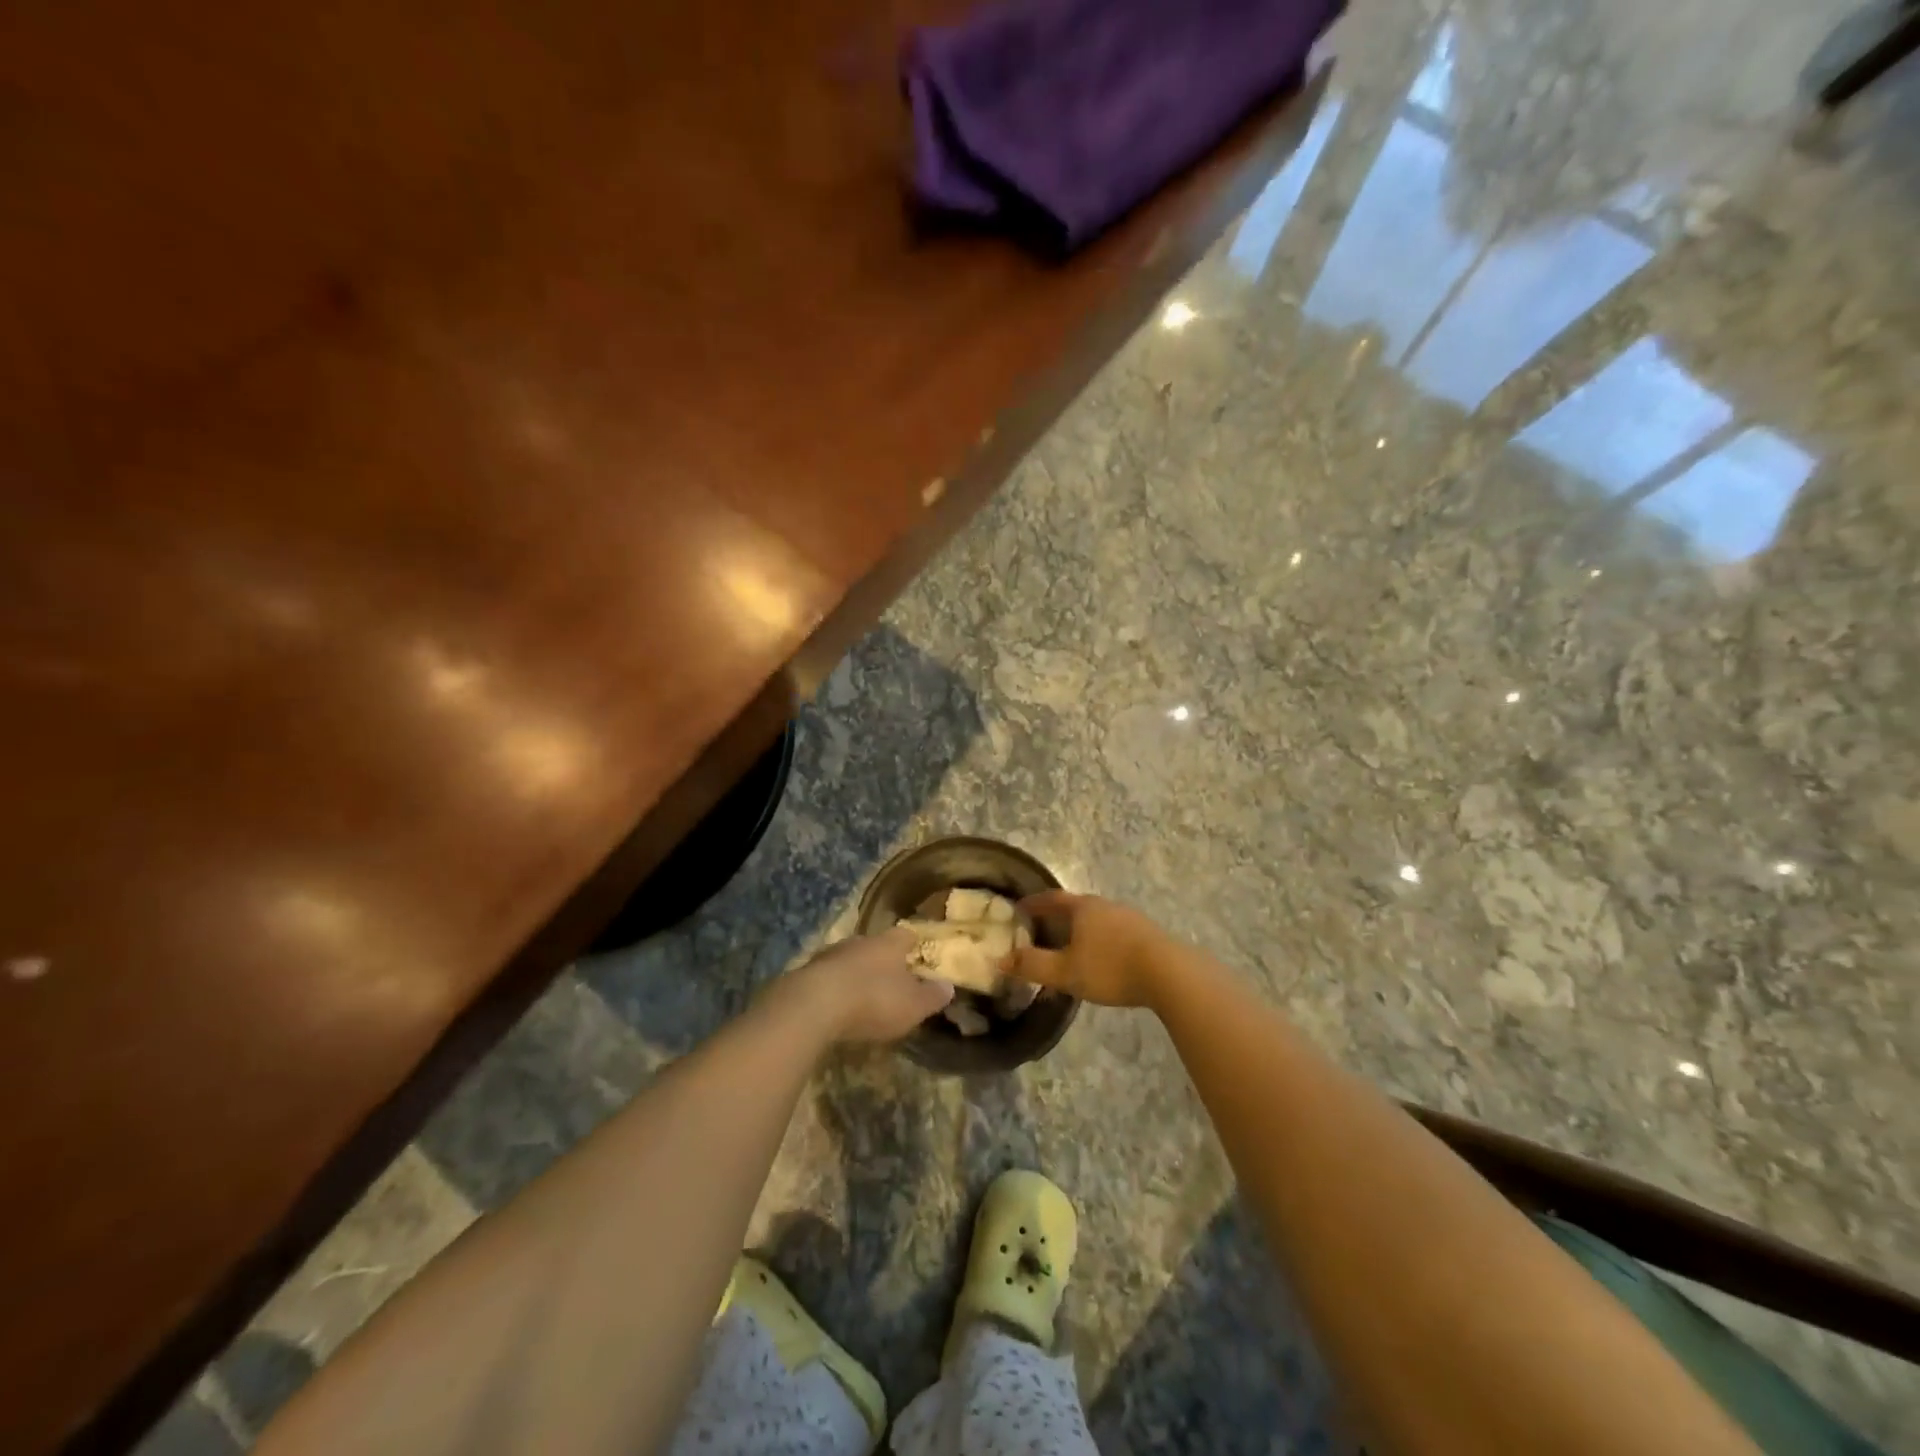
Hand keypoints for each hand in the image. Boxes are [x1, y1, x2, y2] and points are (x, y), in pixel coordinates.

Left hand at [776, 927, 953, 1044]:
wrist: (813, 1005)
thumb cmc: (873, 1000)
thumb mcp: (913, 1005)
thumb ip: (932, 996)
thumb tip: (949, 986)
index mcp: (889, 943)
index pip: (906, 935)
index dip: (913, 945)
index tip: (918, 953)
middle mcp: (860, 941)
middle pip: (875, 945)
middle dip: (883, 960)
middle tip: (891, 978)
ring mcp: (830, 955)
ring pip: (849, 959)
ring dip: (856, 973)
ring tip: (863, 994)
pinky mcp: (806, 973)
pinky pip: (828, 977)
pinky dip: (835, 988)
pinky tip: (836, 1005)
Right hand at [1001, 892, 1177, 1007]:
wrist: (1169, 974)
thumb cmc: (1110, 968)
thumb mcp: (1065, 972)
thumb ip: (1033, 965)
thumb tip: (1001, 960)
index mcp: (1082, 908)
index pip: (1051, 899)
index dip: (1034, 904)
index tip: (1019, 909)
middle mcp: (1105, 905)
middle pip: (1075, 906)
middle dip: (1057, 917)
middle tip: (1042, 930)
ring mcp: (1129, 918)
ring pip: (1097, 919)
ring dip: (1081, 929)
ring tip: (1071, 946)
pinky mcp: (1147, 934)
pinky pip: (1115, 932)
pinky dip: (1101, 940)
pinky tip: (1103, 958)